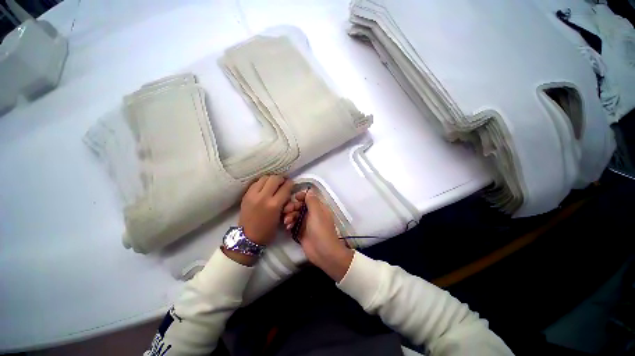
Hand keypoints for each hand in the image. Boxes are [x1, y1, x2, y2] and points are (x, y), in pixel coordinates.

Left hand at [224, 176, 292, 265]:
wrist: (248, 237)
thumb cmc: (268, 230)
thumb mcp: (281, 217)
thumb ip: (284, 202)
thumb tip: (287, 190)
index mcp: (274, 205)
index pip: (285, 187)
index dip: (290, 183)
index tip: (291, 183)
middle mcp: (263, 197)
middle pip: (274, 178)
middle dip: (281, 179)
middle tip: (283, 182)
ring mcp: (253, 195)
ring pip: (264, 177)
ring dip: (271, 179)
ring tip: (273, 184)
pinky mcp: (246, 195)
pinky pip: (256, 182)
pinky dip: (262, 182)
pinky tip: (265, 187)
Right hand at [282, 190, 352, 281]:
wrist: (323, 252)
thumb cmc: (321, 229)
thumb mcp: (317, 212)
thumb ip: (312, 201)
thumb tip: (309, 190)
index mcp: (319, 208)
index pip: (309, 198)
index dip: (301, 196)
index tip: (294, 197)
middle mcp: (312, 214)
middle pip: (300, 206)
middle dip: (292, 207)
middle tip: (286, 210)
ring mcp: (306, 223)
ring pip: (295, 215)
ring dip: (290, 216)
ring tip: (287, 221)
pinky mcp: (301, 232)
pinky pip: (293, 225)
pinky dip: (290, 224)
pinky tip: (288, 227)